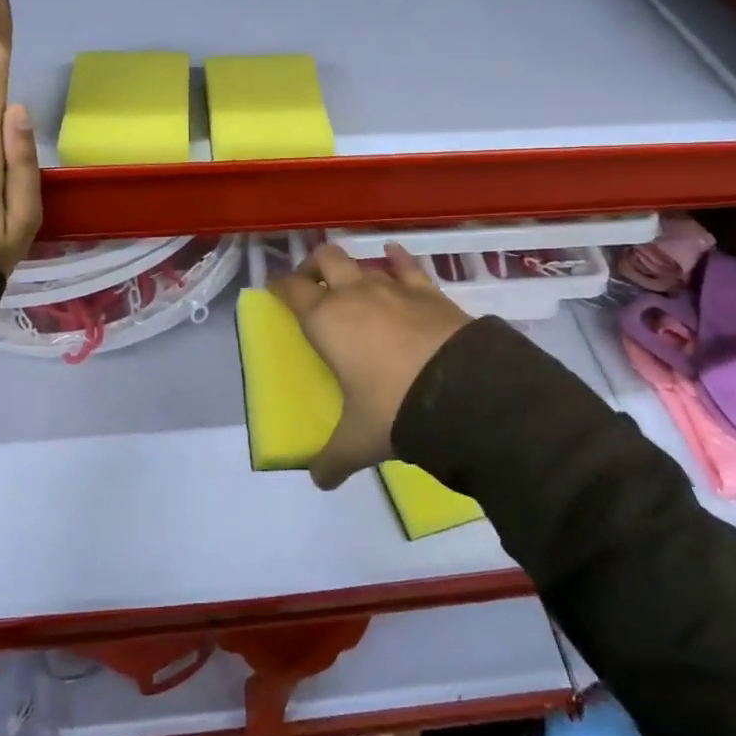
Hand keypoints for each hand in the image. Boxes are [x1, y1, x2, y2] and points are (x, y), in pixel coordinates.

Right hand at [271, 243, 472, 488]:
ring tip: (351, 280)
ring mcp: (393, 287)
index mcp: (326, 320)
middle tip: (311, 285)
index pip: (291, 289)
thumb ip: (333, 458)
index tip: (275, 290)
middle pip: (325, 258)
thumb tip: (320, 481)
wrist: (460, 391)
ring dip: (352, 266)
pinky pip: (407, 265)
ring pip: (363, 261)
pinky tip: (393, 255)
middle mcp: (354, 294)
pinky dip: (397, 258)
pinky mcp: (428, 291)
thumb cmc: (392, 408)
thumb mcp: (357, 440)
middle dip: (313, 266)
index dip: (279, 286)